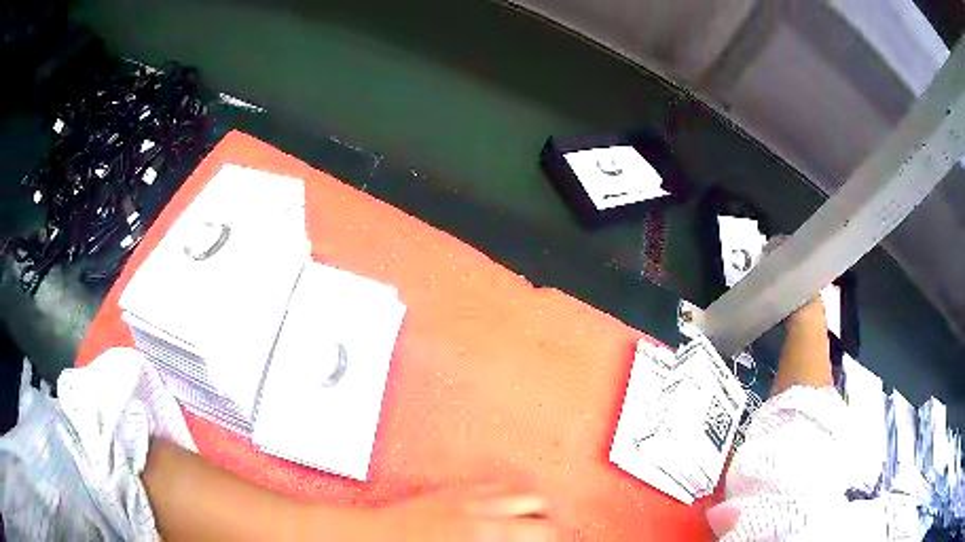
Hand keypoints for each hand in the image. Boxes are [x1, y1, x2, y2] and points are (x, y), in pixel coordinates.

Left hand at [358, 485, 557, 540]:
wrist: (375, 538)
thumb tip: (520, 540)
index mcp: (487, 532)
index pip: (543, 531)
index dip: (555, 537)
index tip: (556, 540)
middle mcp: (483, 508)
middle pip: (540, 505)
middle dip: (550, 522)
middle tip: (548, 535)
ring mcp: (469, 495)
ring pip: (521, 490)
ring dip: (534, 506)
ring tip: (535, 521)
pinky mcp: (455, 489)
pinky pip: (496, 484)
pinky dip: (510, 494)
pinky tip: (507, 507)